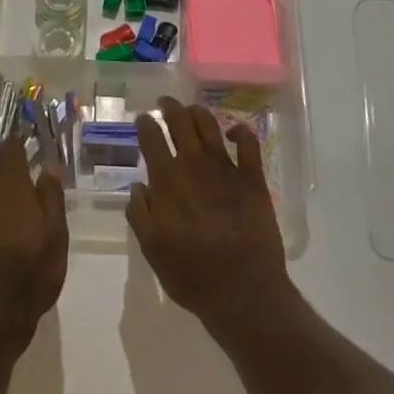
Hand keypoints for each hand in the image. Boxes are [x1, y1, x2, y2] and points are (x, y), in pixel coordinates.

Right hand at [128, 97, 290, 332]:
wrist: (242, 289)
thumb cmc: (190, 273)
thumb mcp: (151, 248)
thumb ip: (140, 213)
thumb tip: (139, 187)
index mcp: (167, 180)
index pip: (152, 138)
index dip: (145, 124)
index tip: (142, 118)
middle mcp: (195, 165)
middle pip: (181, 123)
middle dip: (170, 108)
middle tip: (165, 103)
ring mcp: (227, 169)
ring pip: (211, 127)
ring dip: (199, 114)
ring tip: (192, 110)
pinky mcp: (254, 179)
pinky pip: (249, 145)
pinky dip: (241, 132)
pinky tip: (235, 131)